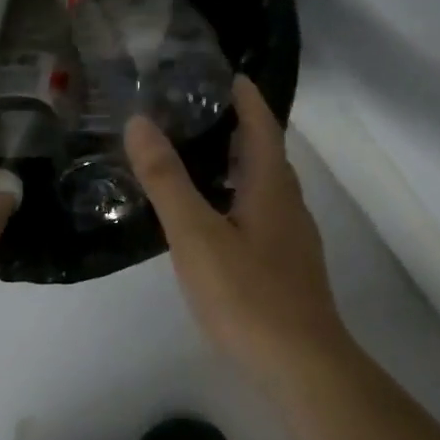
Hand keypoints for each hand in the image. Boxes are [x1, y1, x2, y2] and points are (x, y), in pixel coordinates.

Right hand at [125, 76, 350, 389]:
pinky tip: (215, 222)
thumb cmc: (246, 295)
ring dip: (241, 167)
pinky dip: (239, 201)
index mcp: (271, 189)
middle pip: (268, 157)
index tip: (230, 74)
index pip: (263, 129)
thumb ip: (167, 181)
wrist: (299, 365)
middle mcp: (289, 208)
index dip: (248, 99)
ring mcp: (292, 241)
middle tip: (203, 113)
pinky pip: (262, 217)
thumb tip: (139, 123)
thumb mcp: (196, 235)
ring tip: (202, 160)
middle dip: (242, 130)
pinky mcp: (287, 269)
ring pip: (266, 190)